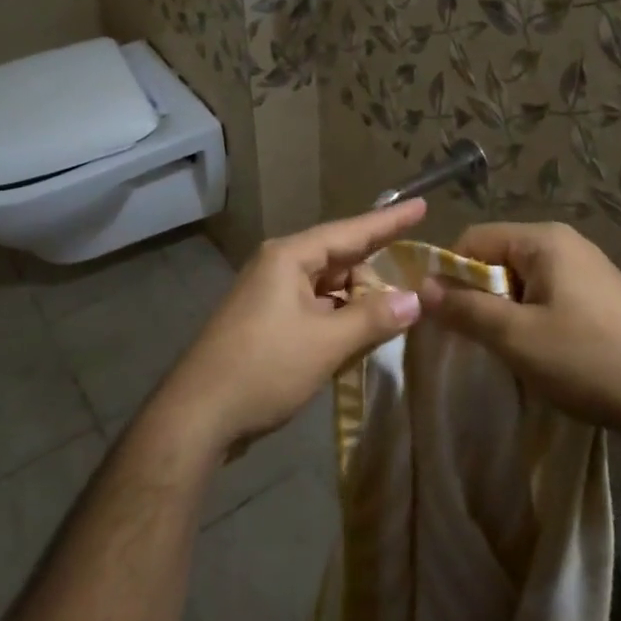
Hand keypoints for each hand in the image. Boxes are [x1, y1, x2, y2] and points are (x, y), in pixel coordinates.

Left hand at [143, 200, 427, 458]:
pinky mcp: (266, 322)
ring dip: (355, 308)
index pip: (351, 231)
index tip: (423, 205)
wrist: (198, 415)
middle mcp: (278, 266)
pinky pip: (314, 310)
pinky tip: (351, 345)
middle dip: (373, 283)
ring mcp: (269, 295)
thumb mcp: (327, 343)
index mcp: (290, 257)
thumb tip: (416, 299)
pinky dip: (336, 323)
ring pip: (329, 290)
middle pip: (341, 262)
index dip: (390, 221)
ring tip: (379, 333)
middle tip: (403, 311)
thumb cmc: (264, 368)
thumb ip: (374, 318)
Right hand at [420, 221, 620, 438]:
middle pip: (497, 258)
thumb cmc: (587, 360)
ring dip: (503, 310)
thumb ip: (464, 308)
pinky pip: (547, 295)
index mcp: (545, 240)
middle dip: (477, 294)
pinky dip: (530, 318)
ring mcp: (589, 269)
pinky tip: (540, 352)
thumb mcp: (515, 336)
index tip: (439, 315)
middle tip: (472, 337)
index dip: (448, 273)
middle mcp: (567, 244)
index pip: (473, 239)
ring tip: (506, 349)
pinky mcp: (602, 296)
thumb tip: (421, 287)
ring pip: (521, 281)